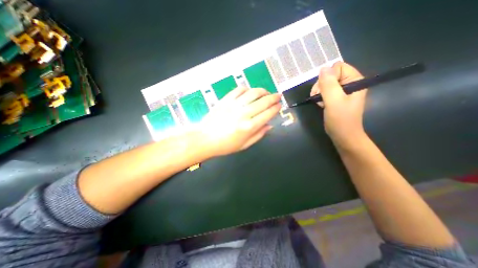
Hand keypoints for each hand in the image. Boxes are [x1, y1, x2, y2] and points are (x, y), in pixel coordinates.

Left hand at [198, 87, 280, 156]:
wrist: (205, 139)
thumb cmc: (225, 145)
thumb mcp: (244, 145)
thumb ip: (259, 135)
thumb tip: (270, 125)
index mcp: (249, 127)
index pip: (268, 113)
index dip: (276, 108)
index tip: (280, 105)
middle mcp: (244, 114)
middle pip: (263, 101)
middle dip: (274, 97)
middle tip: (278, 96)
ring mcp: (234, 105)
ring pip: (253, 93)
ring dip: (262, 91)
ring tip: (266, 92)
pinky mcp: (225, 100)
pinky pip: (239, 90)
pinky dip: (247, 89)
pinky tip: (250, 91)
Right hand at [312, 61, 366, 148]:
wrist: (343, 135)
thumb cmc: (340, 119)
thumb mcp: (334, 101)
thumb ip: (328, 85)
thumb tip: (323, 68)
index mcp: (355, 80)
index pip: (338, 67)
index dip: (327, 77)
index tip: (322, 90)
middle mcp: (350, 83)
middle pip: (330, 75)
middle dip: (321, 85)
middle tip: (317, 97)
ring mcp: (343, 91)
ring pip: (326, 83)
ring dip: (319, 91)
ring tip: (319, 102)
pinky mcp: (336, 97)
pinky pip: (325, 91)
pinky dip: (320, 96)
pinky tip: (321, 103)